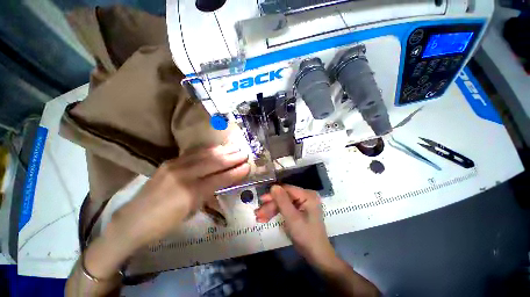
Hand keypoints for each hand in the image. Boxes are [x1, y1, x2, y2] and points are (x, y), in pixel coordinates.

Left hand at [109, 145, 249, 251]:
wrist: (132, 220)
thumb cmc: (165, 223)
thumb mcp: (192, 212)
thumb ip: (209, 194)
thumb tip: (224, 182)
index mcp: (191, 193)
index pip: (220, 179)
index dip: (236, 172)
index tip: (247, 166)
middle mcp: (184, 176)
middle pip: (214, 163)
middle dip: (232, 158)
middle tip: (244, 153)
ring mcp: (175, 166)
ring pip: (205, 155)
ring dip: (222, 151)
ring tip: (235, 147)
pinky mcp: (169, 162)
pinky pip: (193, 153)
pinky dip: (208, 150)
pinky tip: (217, 148)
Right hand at [255, 185, 334, 264]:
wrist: (316, 255)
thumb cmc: (306, 236)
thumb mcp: (292, 218)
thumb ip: (282, 201)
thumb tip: (273, 186)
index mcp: (307, 195)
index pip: (286, 189)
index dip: (273, 194)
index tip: (261, 200)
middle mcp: (305, 196)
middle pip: (283, 196)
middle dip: (270, 205)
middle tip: (258, 213)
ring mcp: (301, 203)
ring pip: (282, 203)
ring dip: (270, 210)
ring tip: (259, 218)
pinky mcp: (298, 210)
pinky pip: (285, 208)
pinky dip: (275, 213)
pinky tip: (265, 218)